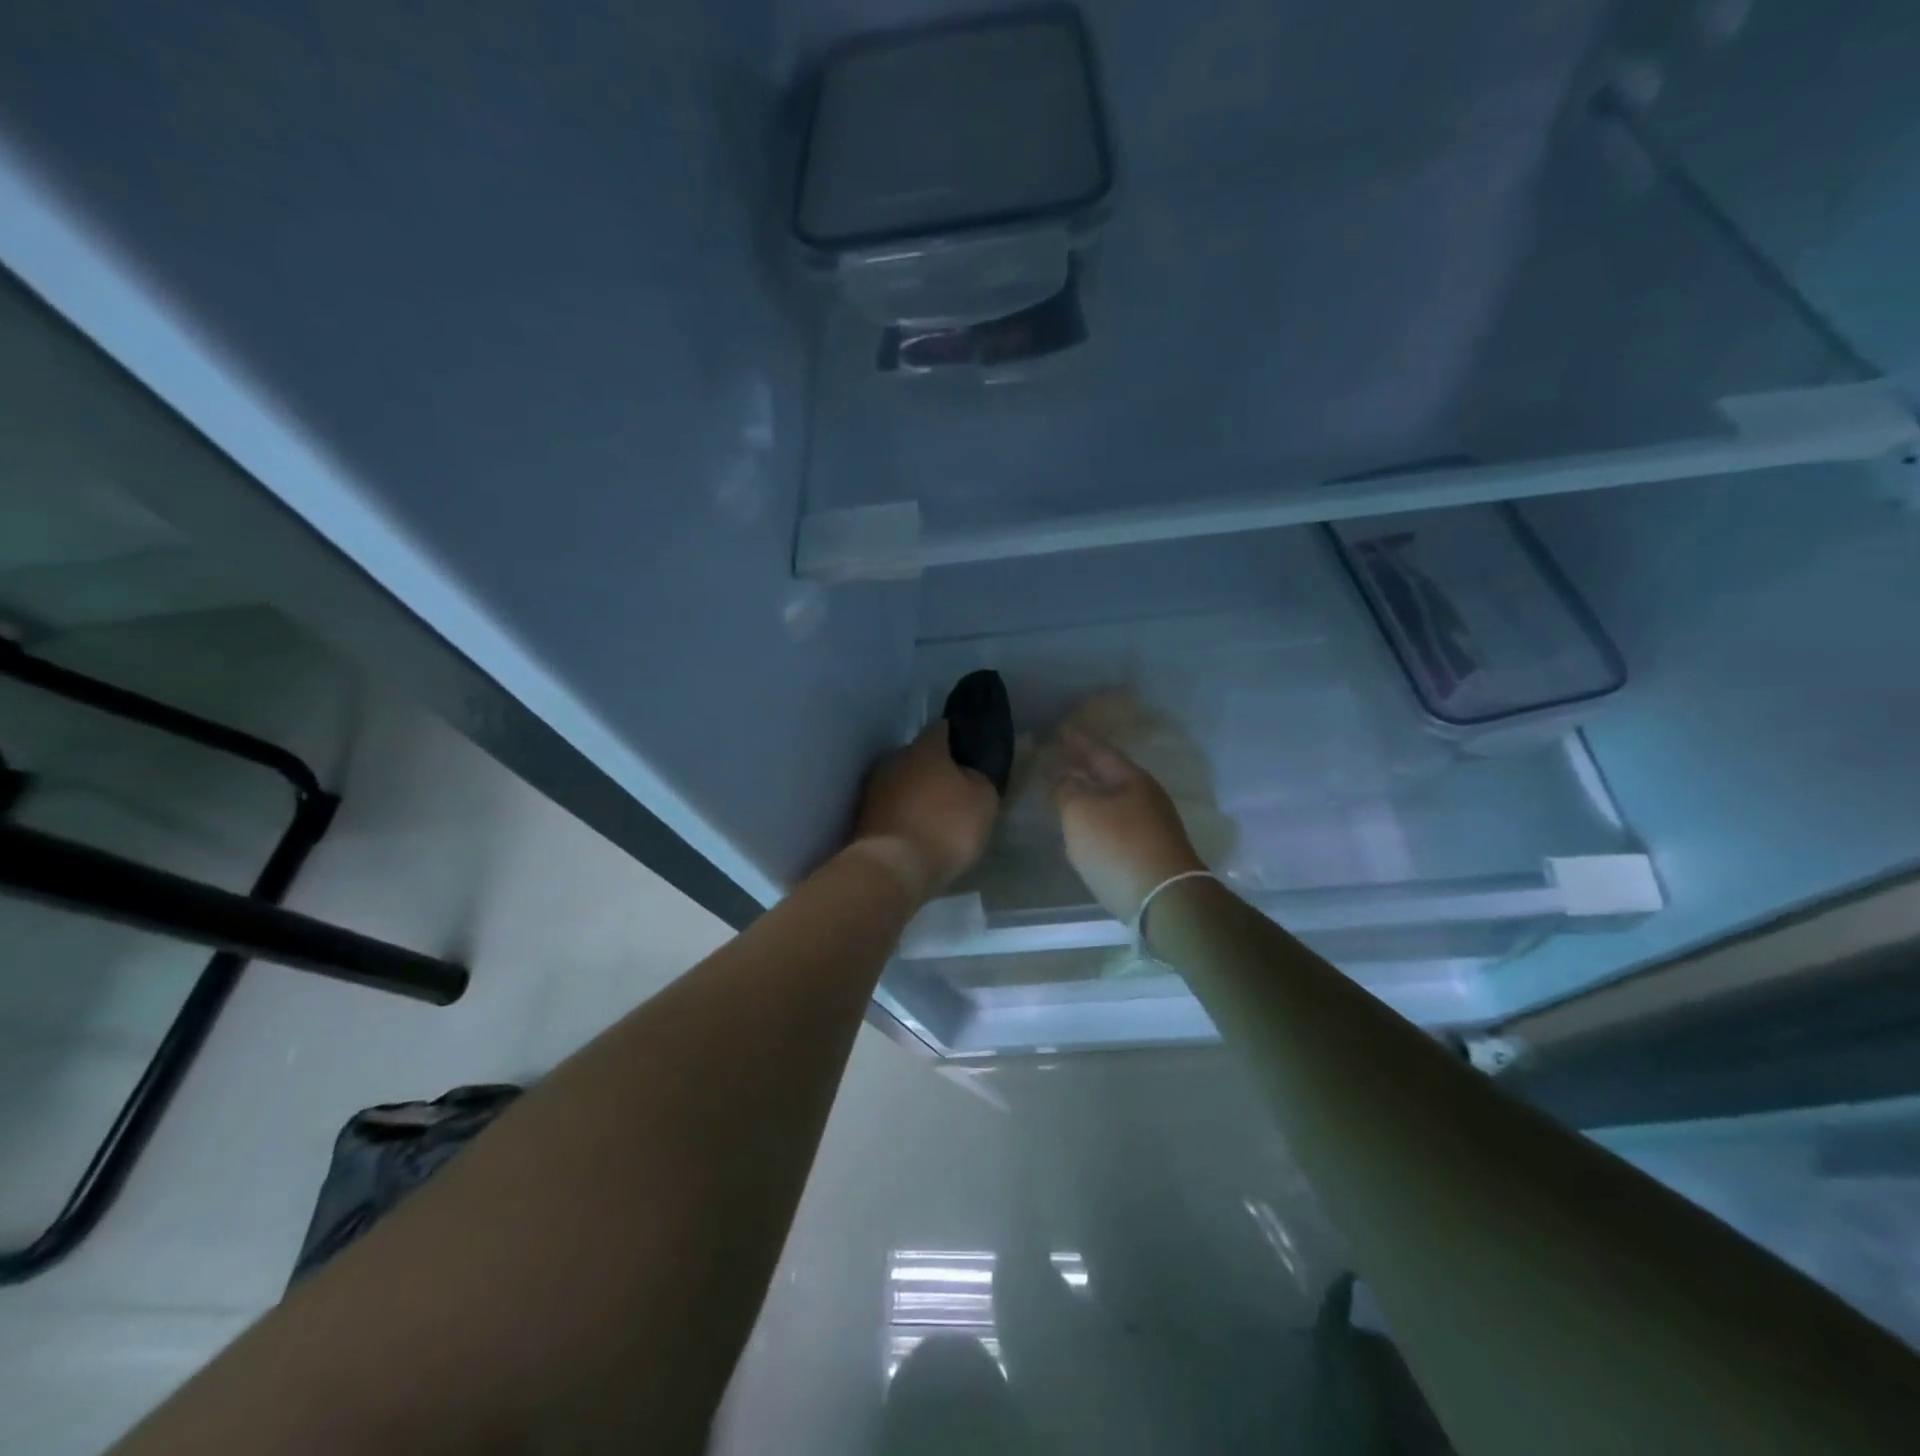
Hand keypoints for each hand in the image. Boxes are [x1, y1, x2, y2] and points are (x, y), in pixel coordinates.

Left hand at [852, 720, 999, 902]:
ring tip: (933, 816)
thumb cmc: (945, 827)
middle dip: (933, 769)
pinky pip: (889, 809)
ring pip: (900, 783)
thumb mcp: (983, 801)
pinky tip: (915, 833)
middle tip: (952, 789)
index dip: (955, 738)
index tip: (967, 753)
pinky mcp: (861, 817)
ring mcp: (872, 788)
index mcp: (924, 748)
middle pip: (917, 757)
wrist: (892, 869)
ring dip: (914, 794)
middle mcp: (893, 759)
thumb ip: (978, 778)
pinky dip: (901, 816)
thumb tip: (967, 772)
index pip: (940, 729)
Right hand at [1046, 727, 1205, 922]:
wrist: (1165, 900)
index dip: (1078, 741)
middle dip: (1083, 767)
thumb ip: (1066, 789)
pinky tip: (1084, 829)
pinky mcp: (1150, 853)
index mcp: (1131, 779)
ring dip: (1089, 794)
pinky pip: (1116, 825)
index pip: (1100, 751)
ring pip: (1113, 801)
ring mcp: (1151, 827)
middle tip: (1058, 759)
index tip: (1060, 731)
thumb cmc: (1119, 847)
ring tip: (1066, 792)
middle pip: (1109, 775)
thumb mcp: (1081, 811)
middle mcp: (1146, 797)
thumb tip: (1061, 779)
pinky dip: (1096, 819)